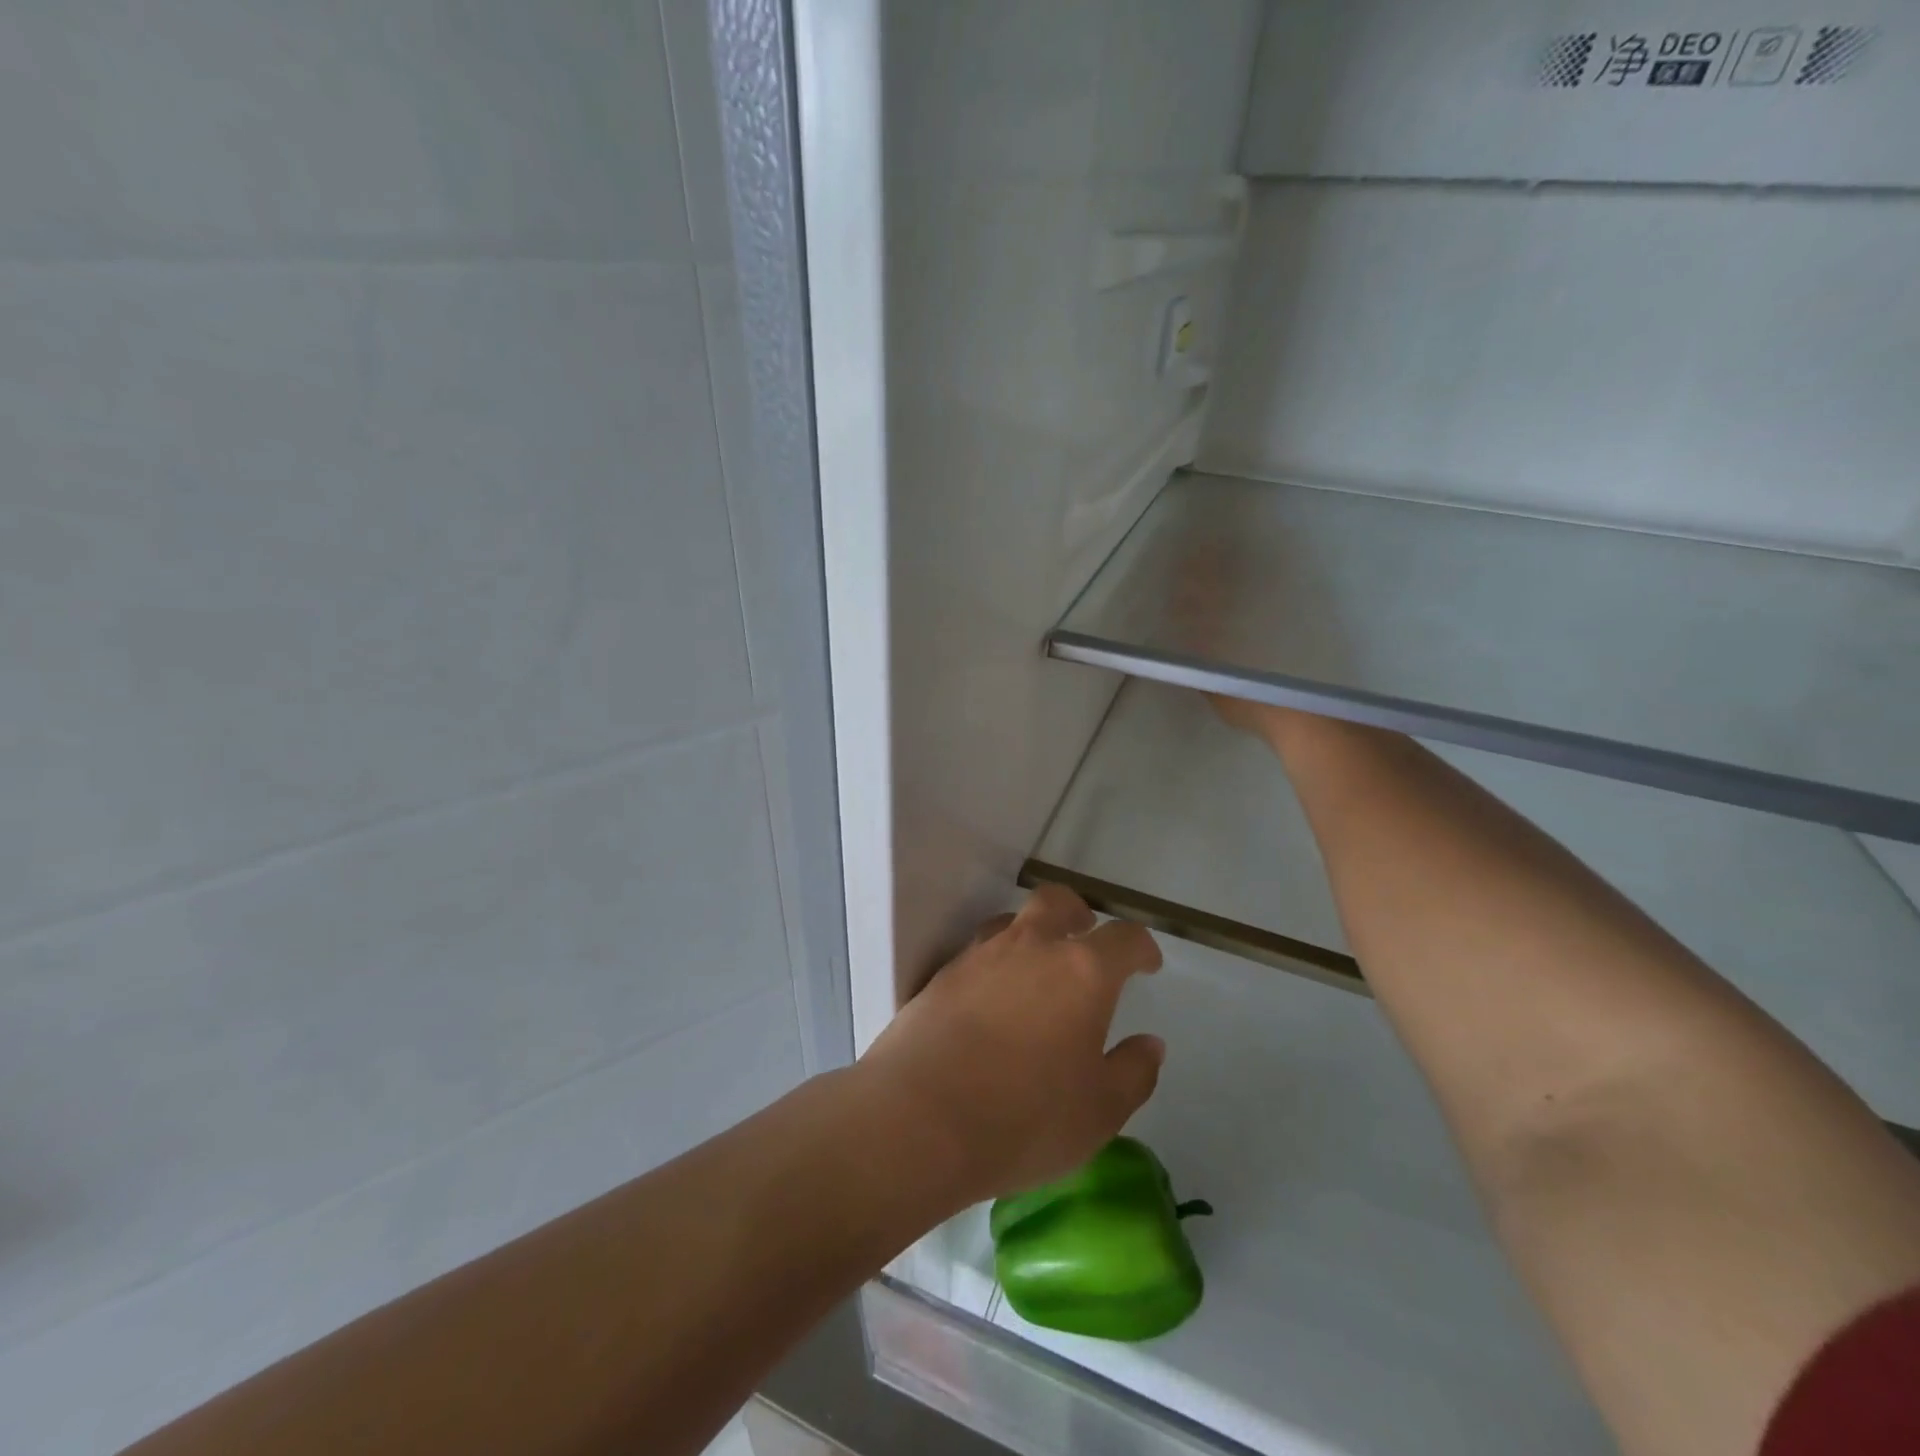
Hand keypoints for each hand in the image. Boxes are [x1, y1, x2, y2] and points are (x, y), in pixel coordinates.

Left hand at [856, 884, 1165, 1206]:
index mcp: (1081, 971)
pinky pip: (977, 952)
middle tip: (1085, 935)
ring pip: (1011, 922)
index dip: (1141, 947)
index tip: (1146, 964)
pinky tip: (993, 1000)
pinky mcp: (941, 975)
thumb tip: (1150, 1044)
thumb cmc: (1024, 1118)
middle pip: (1057, 902)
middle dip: (1077, 913)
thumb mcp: (1099, 1111)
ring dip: (1031, 934)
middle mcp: (1030, 947)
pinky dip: (994, 963)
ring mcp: (979, 956)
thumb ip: (1133, 1072)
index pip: (1123, 938)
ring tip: (1037, 969)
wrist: (919, 1119)